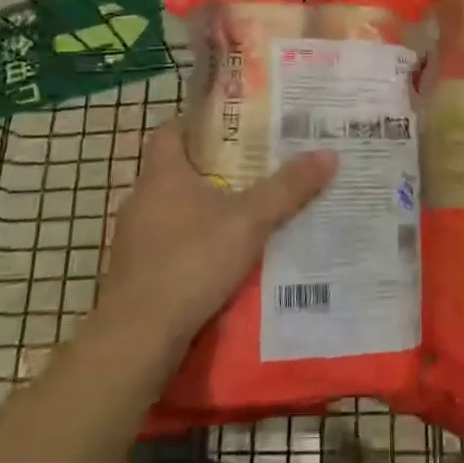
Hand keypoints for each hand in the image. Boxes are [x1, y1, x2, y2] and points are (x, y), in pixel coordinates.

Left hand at [100, 120, 337, 349]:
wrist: (138, 338)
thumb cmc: (190, 262)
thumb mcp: (250, 221)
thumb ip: (288, 188)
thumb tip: (329, 153)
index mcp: (162, 174)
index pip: (170, 130)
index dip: (198, 124)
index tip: (232, 127)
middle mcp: (141, 199)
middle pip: (176, 171)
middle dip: (213, 169)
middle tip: (254, 168)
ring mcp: (134, 239)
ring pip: (173, 211)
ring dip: (204, 211)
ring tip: (246, 215)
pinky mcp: (136, 274)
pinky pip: (169, 246)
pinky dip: (193, 246)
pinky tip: (222, 261)